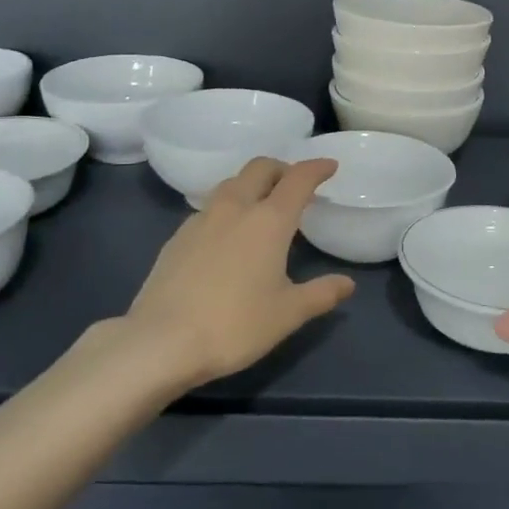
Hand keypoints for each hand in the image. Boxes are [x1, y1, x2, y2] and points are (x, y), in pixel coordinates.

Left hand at [115, 157, 354, 388]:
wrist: (161, 341)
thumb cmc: (234, 325)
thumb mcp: (287, 314)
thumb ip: (321, 294)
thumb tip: (347, 284)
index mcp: (269, 220)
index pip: (298, 179)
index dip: (317, 168)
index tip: (330, 166)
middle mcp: (235, 208)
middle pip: (260, 168)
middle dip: (282, 168)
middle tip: (294, 184)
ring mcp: (201, 219)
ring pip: (231, 184)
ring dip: (251, 184)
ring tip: (261, 206)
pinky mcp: (177, 237)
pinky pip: (209, 208)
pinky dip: (227, 208)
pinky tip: (227, 234)